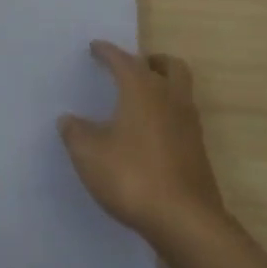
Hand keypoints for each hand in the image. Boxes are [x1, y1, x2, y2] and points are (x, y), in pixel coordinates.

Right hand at [59, 41, 225, 252]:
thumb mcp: (89, 155)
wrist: (185, 220)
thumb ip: (75, 133)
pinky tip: (150, 133)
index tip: (95, 47)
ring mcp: (189, 125)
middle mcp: (170, 98)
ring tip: (140, 100)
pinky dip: (167, 114)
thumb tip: (68, 119)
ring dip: (163, 86)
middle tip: (131, 68)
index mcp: (142, 89)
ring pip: (180, 90)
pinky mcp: (198, 150)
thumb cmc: (132, 176)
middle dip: (150, 61)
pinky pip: (182, 118)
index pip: (123, 60)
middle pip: (169, 66)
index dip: (107, 51)